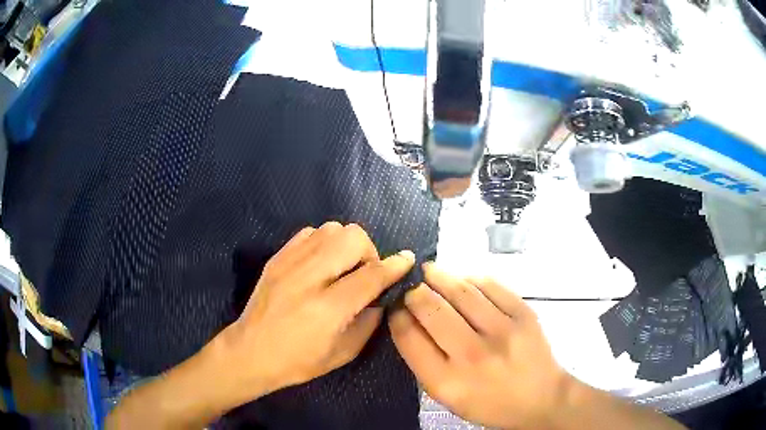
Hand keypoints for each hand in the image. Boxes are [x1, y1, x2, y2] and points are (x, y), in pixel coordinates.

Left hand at [219, 222, 414, 398]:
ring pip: (331, 229)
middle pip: (352, 238)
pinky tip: (322, 263)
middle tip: (365, 273)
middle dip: (369, 252)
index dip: (395, 265)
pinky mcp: (277, 257)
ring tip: (343, 267)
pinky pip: (309, 232)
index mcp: (328, 309)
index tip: (406, 259)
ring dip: (347, 245)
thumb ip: (369, 321)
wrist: (250, 352)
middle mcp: (309, 278)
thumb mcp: (344, 353)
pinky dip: (324, 242)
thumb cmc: (299, 361)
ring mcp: (289, 263)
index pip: (371, 275)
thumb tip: (382, 295)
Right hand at [389, 263, 569, 428]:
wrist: (540, 398)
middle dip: (414, 292)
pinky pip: (490, 286)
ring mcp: (502, 332)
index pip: (408, 337)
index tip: (396, 305)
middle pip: (430, 308)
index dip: (397, 315)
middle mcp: (472, 355)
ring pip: (460, 291)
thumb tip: (408, 319)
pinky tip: (463, 279)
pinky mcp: (524, 315)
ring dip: (439, 275)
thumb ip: (424, 361)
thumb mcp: (447, 396)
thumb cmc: (488, 402)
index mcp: (446, 381)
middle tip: (412, 285)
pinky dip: (471, 278)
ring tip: (429, 270)